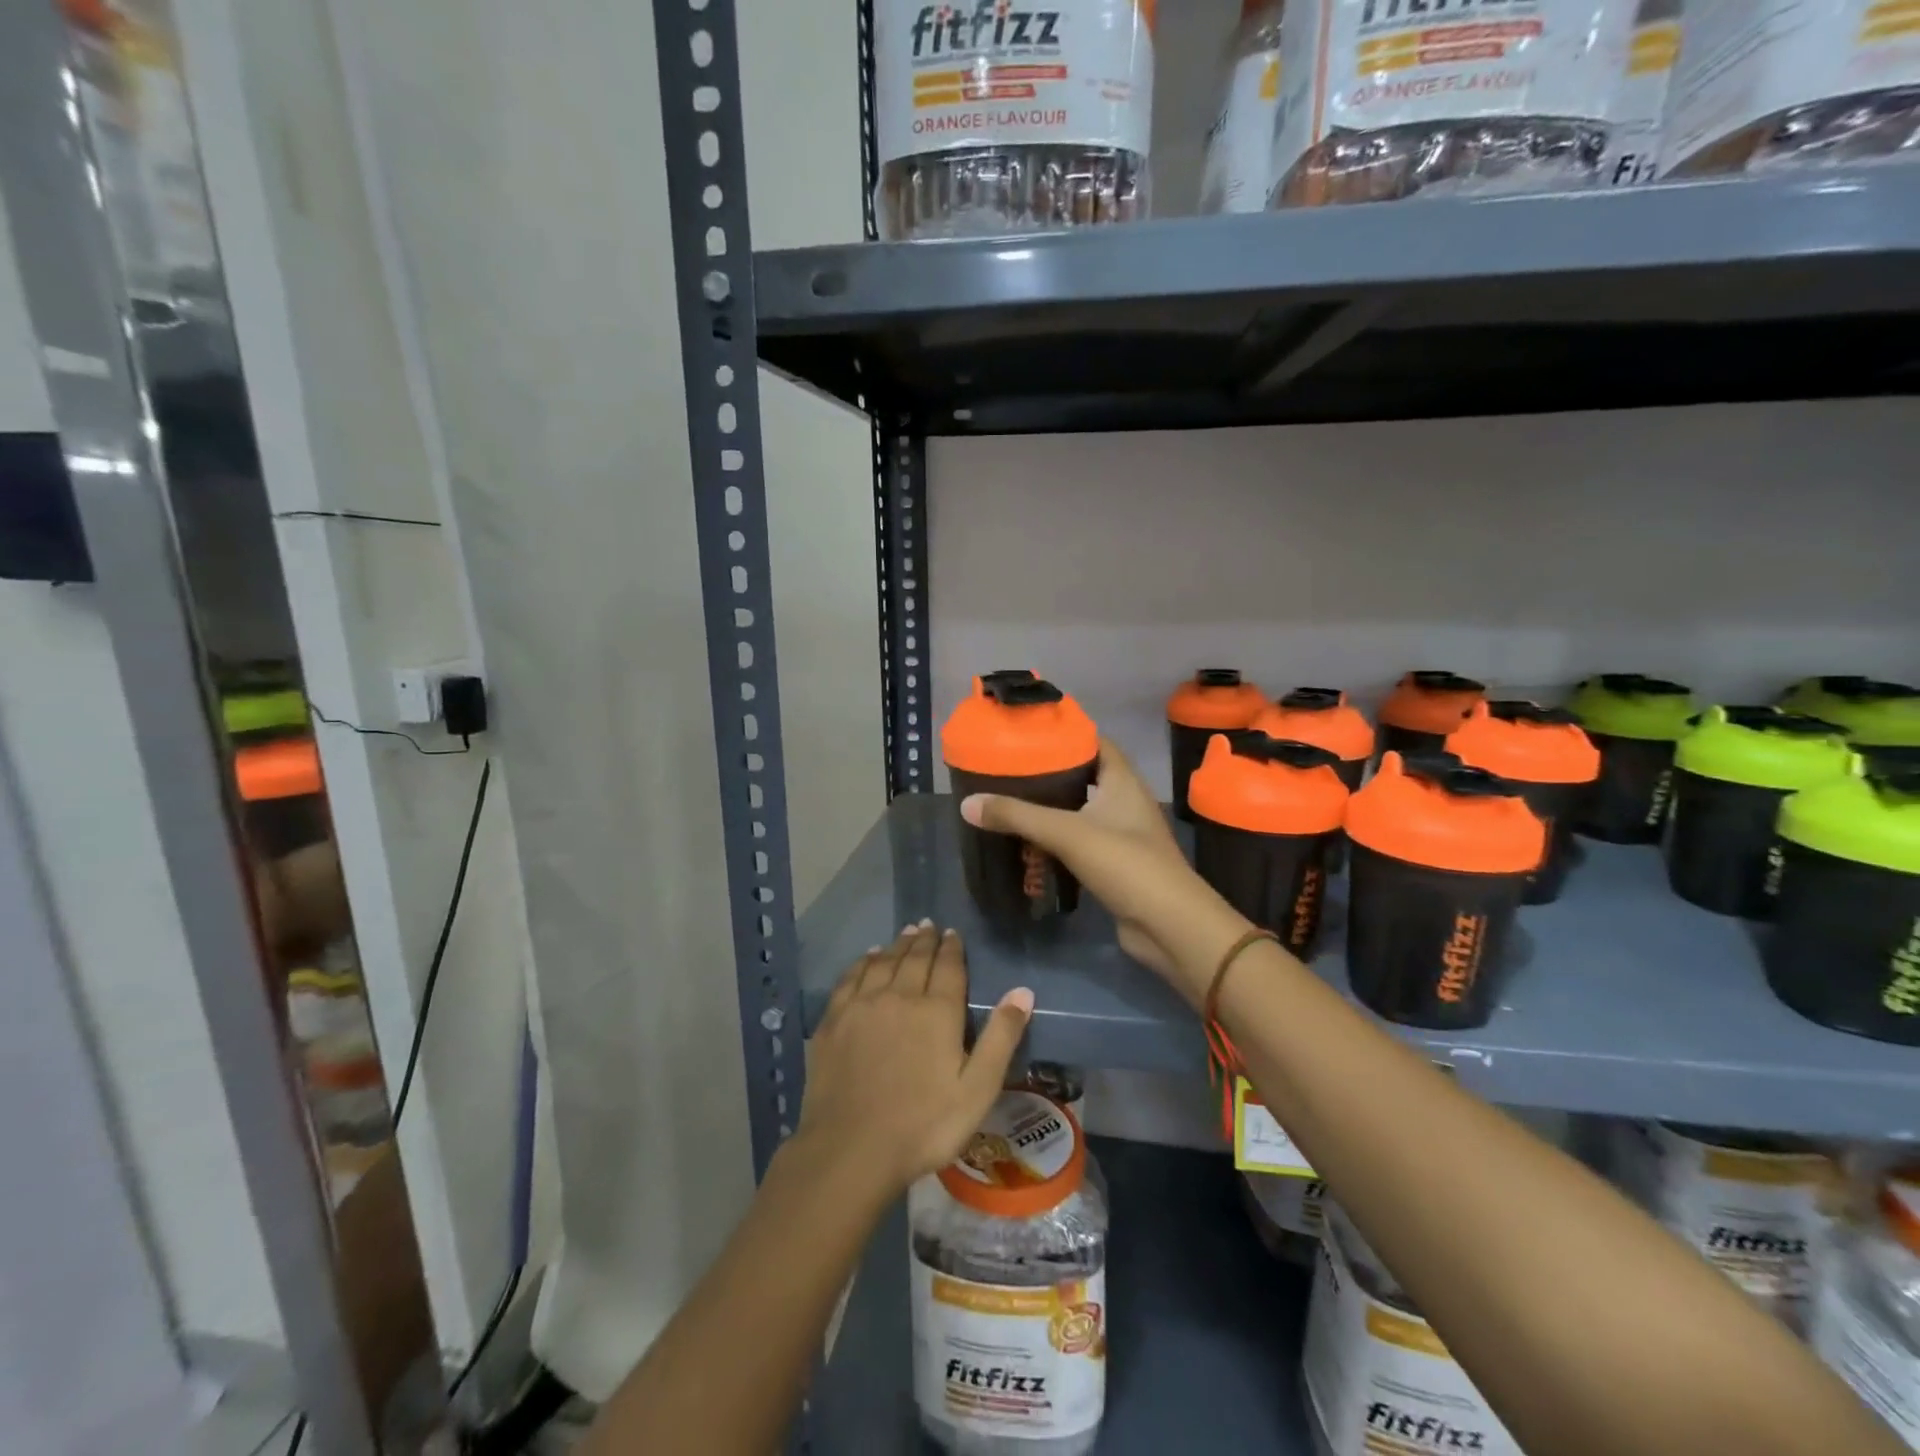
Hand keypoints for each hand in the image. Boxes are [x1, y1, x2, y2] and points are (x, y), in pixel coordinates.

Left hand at [797, 923, 1033, 1199]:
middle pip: (914, 958)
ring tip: (906, 933)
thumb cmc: (924, 1125)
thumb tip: (1023, 991)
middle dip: (925, 940)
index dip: (952, 948)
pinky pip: (851, 978)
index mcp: (937, 1011)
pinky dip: (863, 962)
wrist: (851, 1149)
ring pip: (883, 962)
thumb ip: (1001, 1038)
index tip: (953, 933)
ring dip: (897, 945)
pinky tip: (867, 958)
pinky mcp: (833, 1020)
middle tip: (929, 926)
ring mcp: (862, 1005)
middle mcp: (899, 996)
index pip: (948, 967)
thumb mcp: (977, 1089)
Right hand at [959, 739, 1250, 1006]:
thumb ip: (1017, 816)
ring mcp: (1122, 835)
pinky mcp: (1115, 865)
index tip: (1031, 735)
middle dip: (1051, 773)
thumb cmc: (1125, 864)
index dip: (1067, 734)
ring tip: (1012, 801)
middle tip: (1011, 770)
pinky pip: (1081, 843)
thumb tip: (967, 804)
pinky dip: (1057, 840)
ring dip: (1052, 808)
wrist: (1169, 926)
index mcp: (1122, 781)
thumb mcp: (1067, 833)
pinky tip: (1029, 843)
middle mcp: (1125, 802)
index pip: (1096, 742)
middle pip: (1086, 776)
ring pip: (1082, 811)